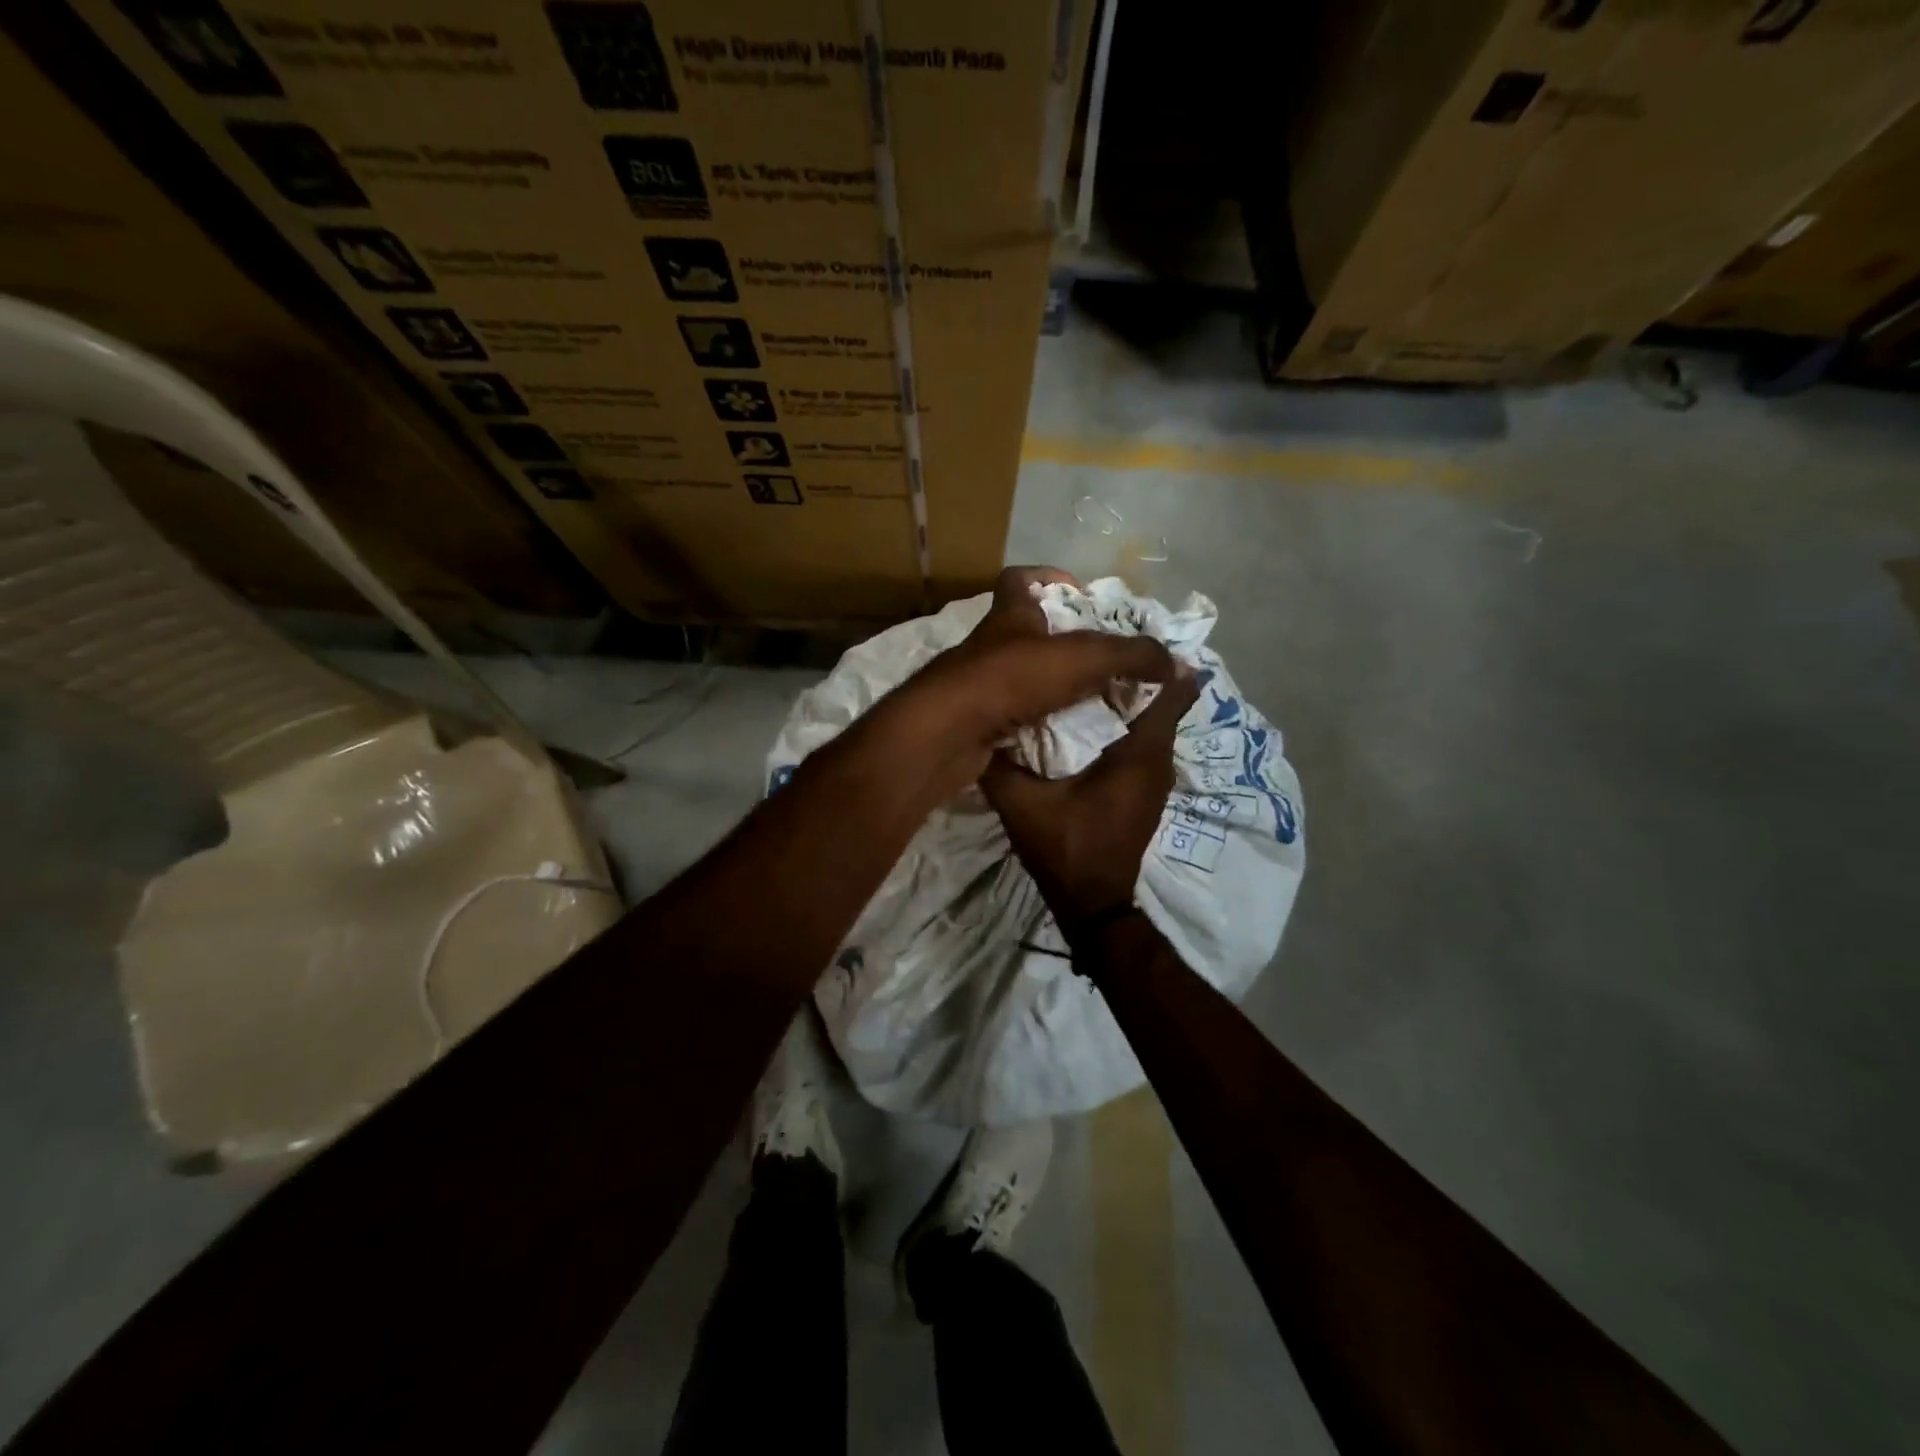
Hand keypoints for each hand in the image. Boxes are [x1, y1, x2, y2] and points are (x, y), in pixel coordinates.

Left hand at [891, 567, 1178, 792]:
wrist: (948, 733)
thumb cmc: (1010, 679)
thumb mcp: (1082, 659)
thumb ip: (1131, 656)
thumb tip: (1178, 664)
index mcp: (1008, 617)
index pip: (1019, 579)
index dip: (1048, 578)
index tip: (1081, 596)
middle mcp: (988, 646)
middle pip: (1024, 632)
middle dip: (1062, 644)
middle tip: (1101, 663)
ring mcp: (975, 684)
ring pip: (1018, 678)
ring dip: (1051, 687)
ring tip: (1092, 702)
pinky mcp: (972, 721)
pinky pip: (1012, 716)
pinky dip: (1036, 722)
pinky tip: (1063, 736)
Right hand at [981, 665, 1199, 937]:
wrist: (1092, 905)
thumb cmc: (1065, 848)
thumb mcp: (1021, 803)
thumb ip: (1001, 764)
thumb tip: (976, 725)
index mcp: (1140, 754)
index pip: (1170, 691)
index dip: (1152, 659)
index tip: (1118, 637)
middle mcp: (1158, 760)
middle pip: (1160, 700)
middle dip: (1131, 672)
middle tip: (1091, 649)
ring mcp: (1155, 778)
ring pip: (1151, 722)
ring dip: (1127, 699)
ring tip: (1086, 676)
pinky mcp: (1144, 791)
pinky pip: (1143, 742)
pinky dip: (1124, 724)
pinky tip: (1088, 719)